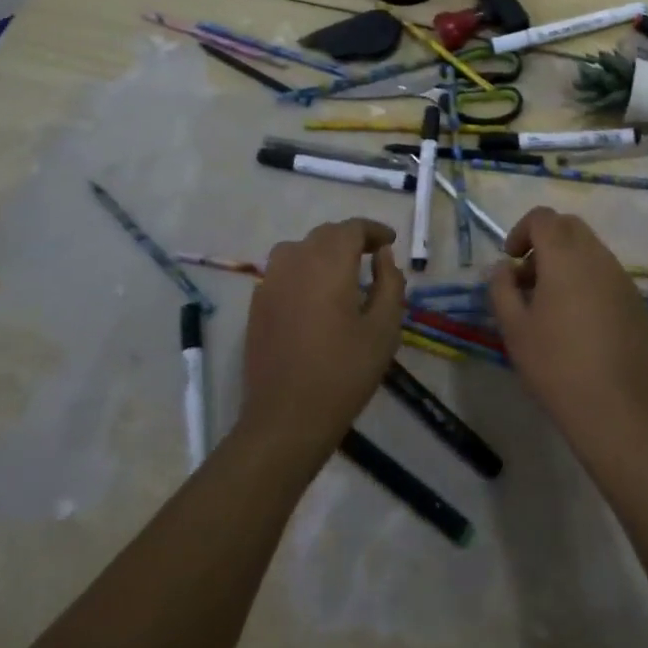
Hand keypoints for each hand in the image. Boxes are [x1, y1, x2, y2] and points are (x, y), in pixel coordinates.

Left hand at [241, 218, 404, 466]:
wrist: (286, 419)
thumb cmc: (344, 372)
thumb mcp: (384, 328)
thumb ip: (389, 283)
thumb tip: (382, 255)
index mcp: (329, 263)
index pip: (352, 228)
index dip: (373, 230)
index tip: (390, 242)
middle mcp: (296, 261)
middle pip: (325, 234)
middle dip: (351, 239)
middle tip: (373, 255)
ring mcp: (271, 281)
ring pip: (300, 248)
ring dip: (324, 251)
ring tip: (343, 271)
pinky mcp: (257, 304)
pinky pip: (283, 270)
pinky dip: (303, 269)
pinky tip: (315, 294)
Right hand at [486, 207, 647, 456]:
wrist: (619, 408)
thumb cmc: (557, 366)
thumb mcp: (514, 329)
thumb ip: (502, 289)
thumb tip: (503, 268)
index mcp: (565, 257)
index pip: (543, 217)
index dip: (522, 231)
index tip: (511, 261)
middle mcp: (598, 257)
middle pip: (570, 227)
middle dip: (545, 242)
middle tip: (529, 280)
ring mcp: (623, 279)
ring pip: (592, 251)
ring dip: (568, 263)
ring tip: (553, 306)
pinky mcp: (638, 302)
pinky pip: (609, 277)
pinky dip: (590, 283)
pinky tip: (582, 325)